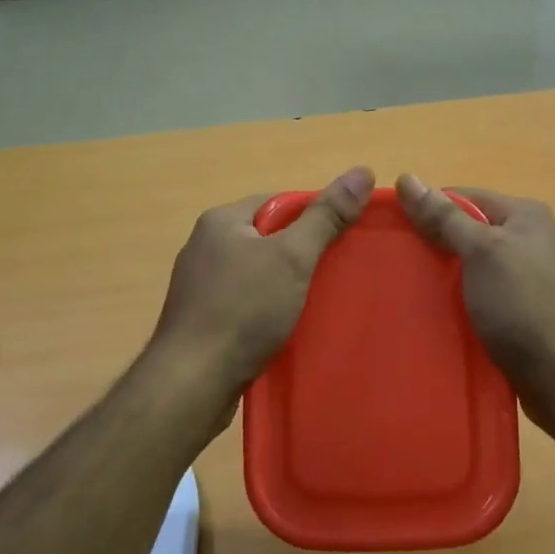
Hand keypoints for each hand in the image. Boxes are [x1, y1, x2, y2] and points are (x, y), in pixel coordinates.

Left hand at [152, 166, 374, 390]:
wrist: (192, 382)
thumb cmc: (243, 310)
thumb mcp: (292, 257)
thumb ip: (326, 216)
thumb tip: (361, 171)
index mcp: (221, 221)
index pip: (278, 203)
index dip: (313, 218)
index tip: (341, 241)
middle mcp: (204, 246)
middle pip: (267, 238)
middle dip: (301, 255)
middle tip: (335, 274)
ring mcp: (199, 285)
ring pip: (257, 274)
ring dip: (285, 286)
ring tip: (317, 303)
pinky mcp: (202, 320)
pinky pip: (244, 303)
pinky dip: (267, 311)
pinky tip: (286, 328)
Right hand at [394, 175, 554, 415]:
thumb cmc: (522, 303)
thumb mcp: (481, 251)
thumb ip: (444, 217)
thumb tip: (407, 177)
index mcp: (522, 215)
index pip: (463, 197)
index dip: (427, 209)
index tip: (391, 230)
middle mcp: (524, 240)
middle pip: (464, 232)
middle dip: (430, 245)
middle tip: (392, 262)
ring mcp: (520, 278)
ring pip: (466, 267)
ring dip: (439, 277)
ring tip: (401, 289)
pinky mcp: (514, 311)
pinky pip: (474, 296)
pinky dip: (452, 302)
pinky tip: (427, 313)